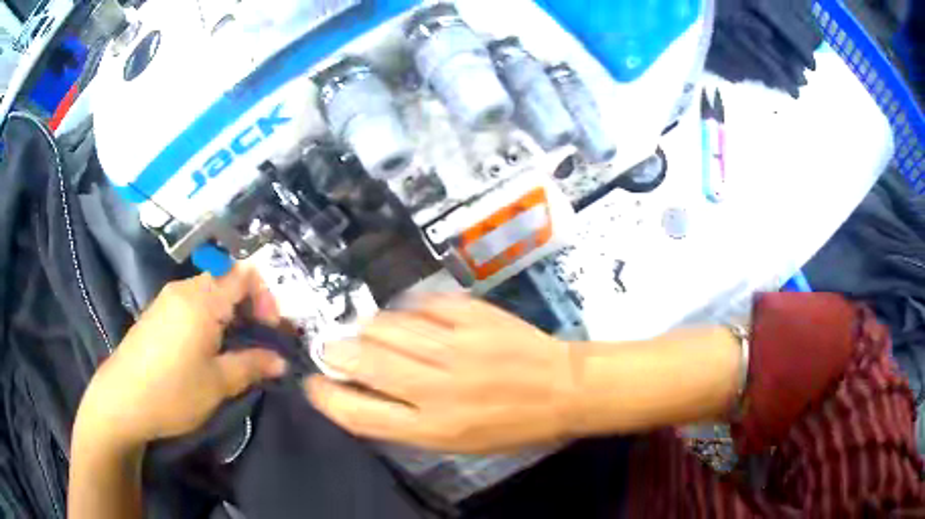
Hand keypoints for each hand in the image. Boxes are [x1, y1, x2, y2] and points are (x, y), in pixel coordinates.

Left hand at [75, 266, 285, 446]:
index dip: (266, 297)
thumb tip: (281, 361)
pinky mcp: (156, 312)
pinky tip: (204, 349)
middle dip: (248, 306)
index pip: (245, 274)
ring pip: (208, 293)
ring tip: (232, 348)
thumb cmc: (173, 391)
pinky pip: (190, 303)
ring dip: (228, 314)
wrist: (121, 399)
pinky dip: (207, 318)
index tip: (271, 330)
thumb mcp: (218, 383)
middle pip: (226, 280)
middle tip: (256, 341)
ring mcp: (167, 299)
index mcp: (202, 299)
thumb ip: (252, 365)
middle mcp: (184, 289)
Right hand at [306, 296, 576, 453]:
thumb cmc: (510, 426)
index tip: (315, 384)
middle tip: (332, 348)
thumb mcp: (456, 443)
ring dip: (369, 329)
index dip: (326, 397)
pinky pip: (422, 305)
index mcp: (432, 428)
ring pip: (387, 327)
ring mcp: (455, 346)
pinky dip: (408, 310)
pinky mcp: (473, 316)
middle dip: (336, 352)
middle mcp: (436, 388)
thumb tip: (364, 390)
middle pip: (364, 361)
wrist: (563, 389)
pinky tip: (412, 317)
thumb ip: (408, 420)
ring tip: (371, 333)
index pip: (358, 413)